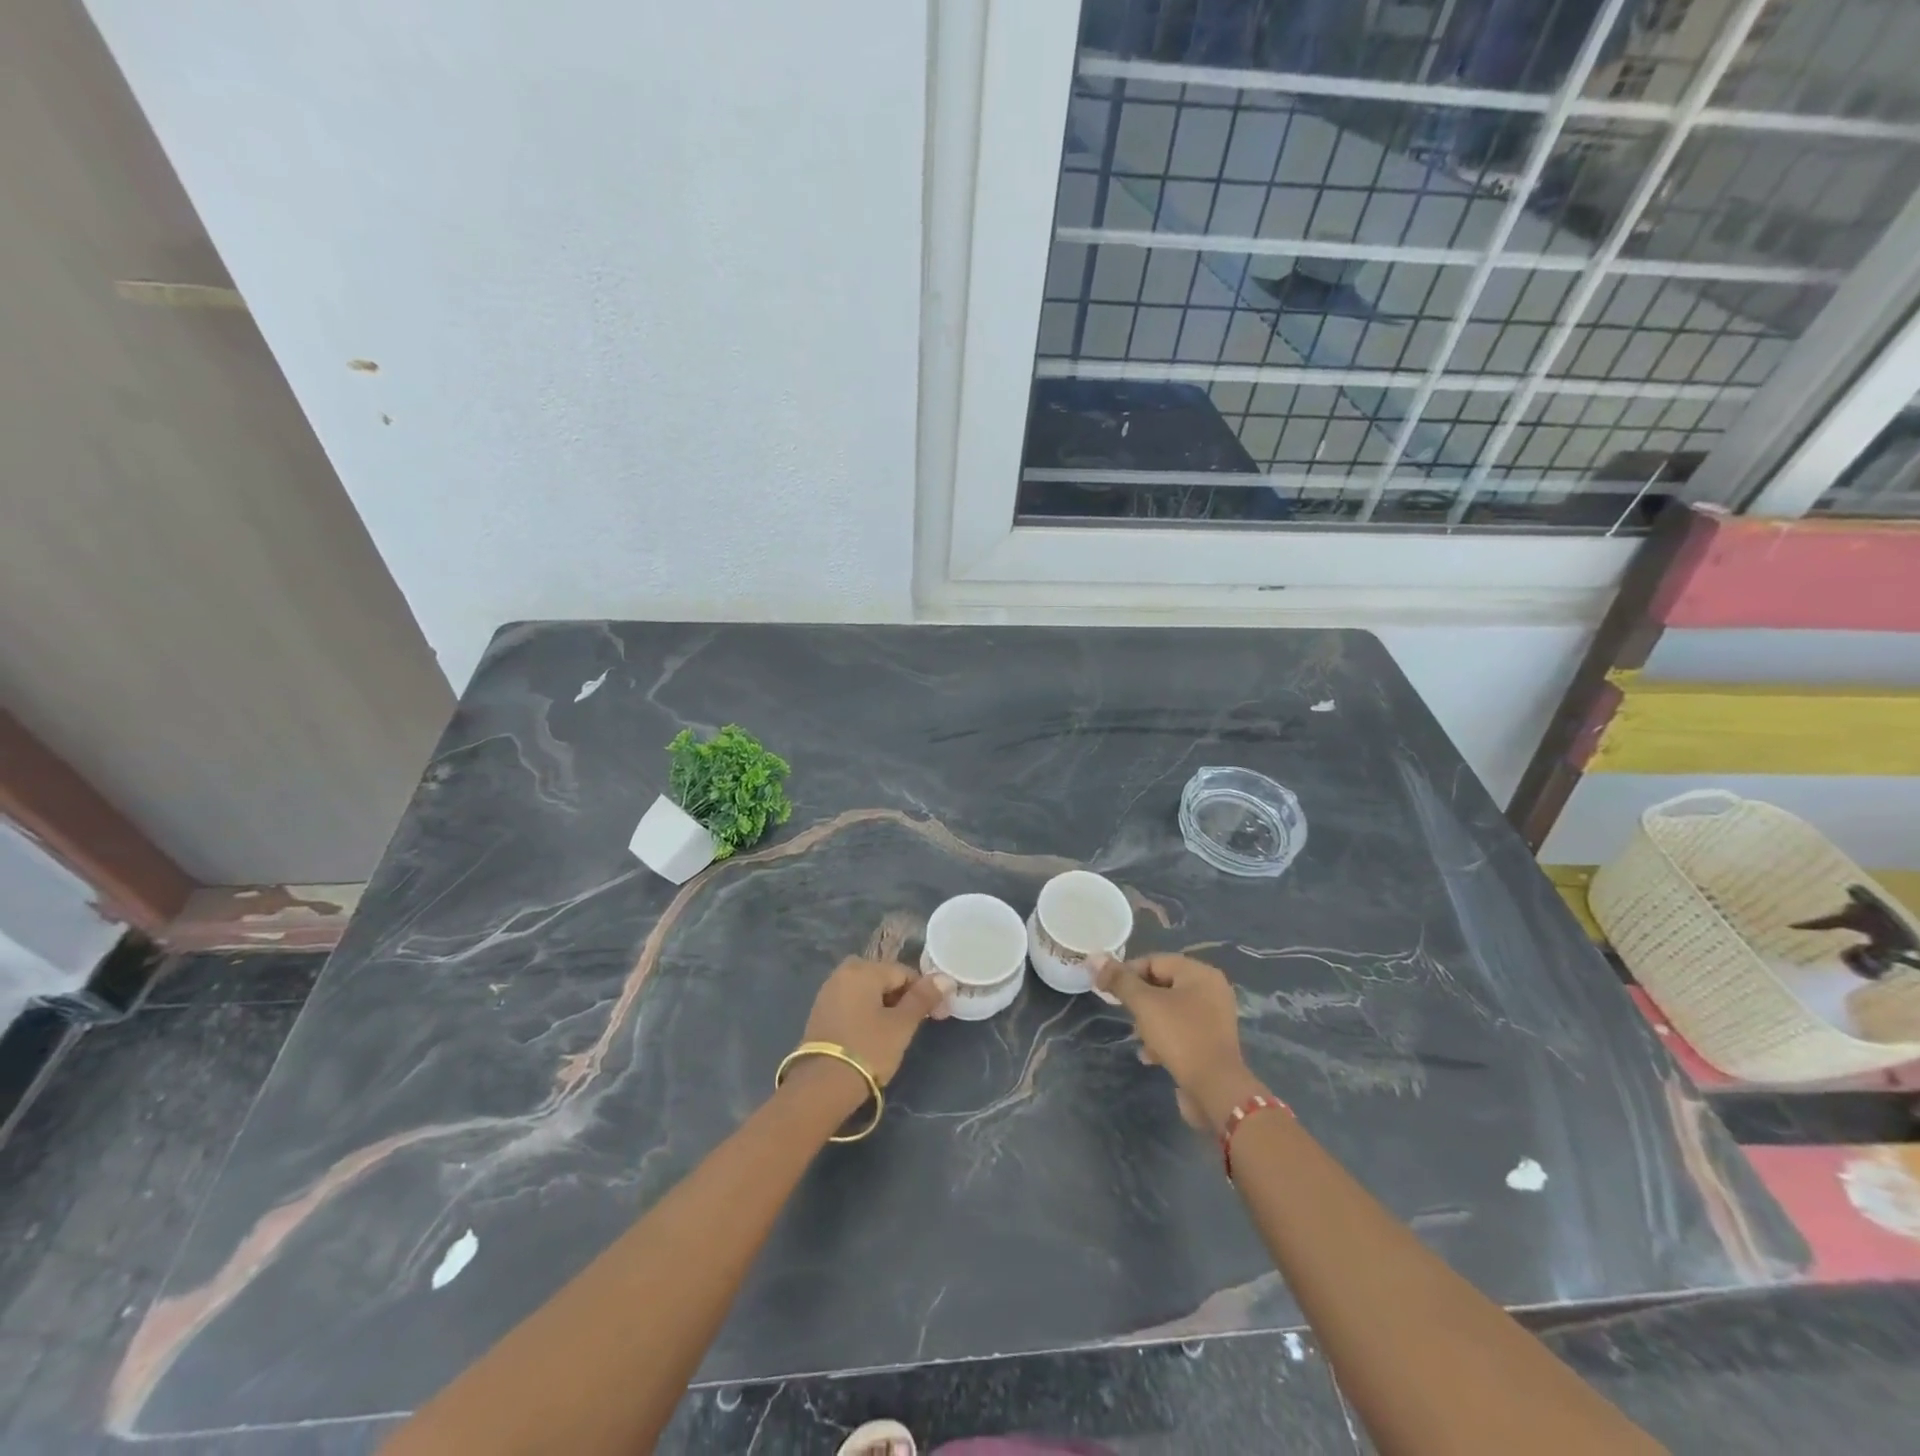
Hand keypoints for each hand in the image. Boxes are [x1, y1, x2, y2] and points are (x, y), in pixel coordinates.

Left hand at [799, 957, 946, 1095]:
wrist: (822, 1086)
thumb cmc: (868, 1049)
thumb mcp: (901, 1025)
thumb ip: (923, 998)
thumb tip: (944, 978)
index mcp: (863, 969)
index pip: (904, 972)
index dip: (924, 993)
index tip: (937, 1016)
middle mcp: (843, 973)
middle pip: (884, 979)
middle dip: (903, 998)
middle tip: (915, 1025)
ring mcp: (828, 992)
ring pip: (867, 991)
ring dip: (885, 1006)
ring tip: (895, 1033)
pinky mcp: (820, 1012)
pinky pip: (852, 1002)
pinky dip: (866, 1012)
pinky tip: (872, 1035)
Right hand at [1095, 953, 1268, 1132]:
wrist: (1216, 1089)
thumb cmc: (1180, 1036)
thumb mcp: (1145, 1004)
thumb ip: (1120, 980)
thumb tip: (1094, 957)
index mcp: (1200, 973)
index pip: (1154, 961)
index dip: (1127, 973)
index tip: (1108, 991)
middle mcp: (1211, 990)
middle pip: (1162, 984)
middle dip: (1139, 1000)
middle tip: (1124, 1014)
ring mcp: (1214, 1017)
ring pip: (1170, 1009)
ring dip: (1149, 1021)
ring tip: (1137, 1037)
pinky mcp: (1211, 1042)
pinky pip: (1181, 1030)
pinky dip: (1164, 1037)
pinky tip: (1150, 1055)